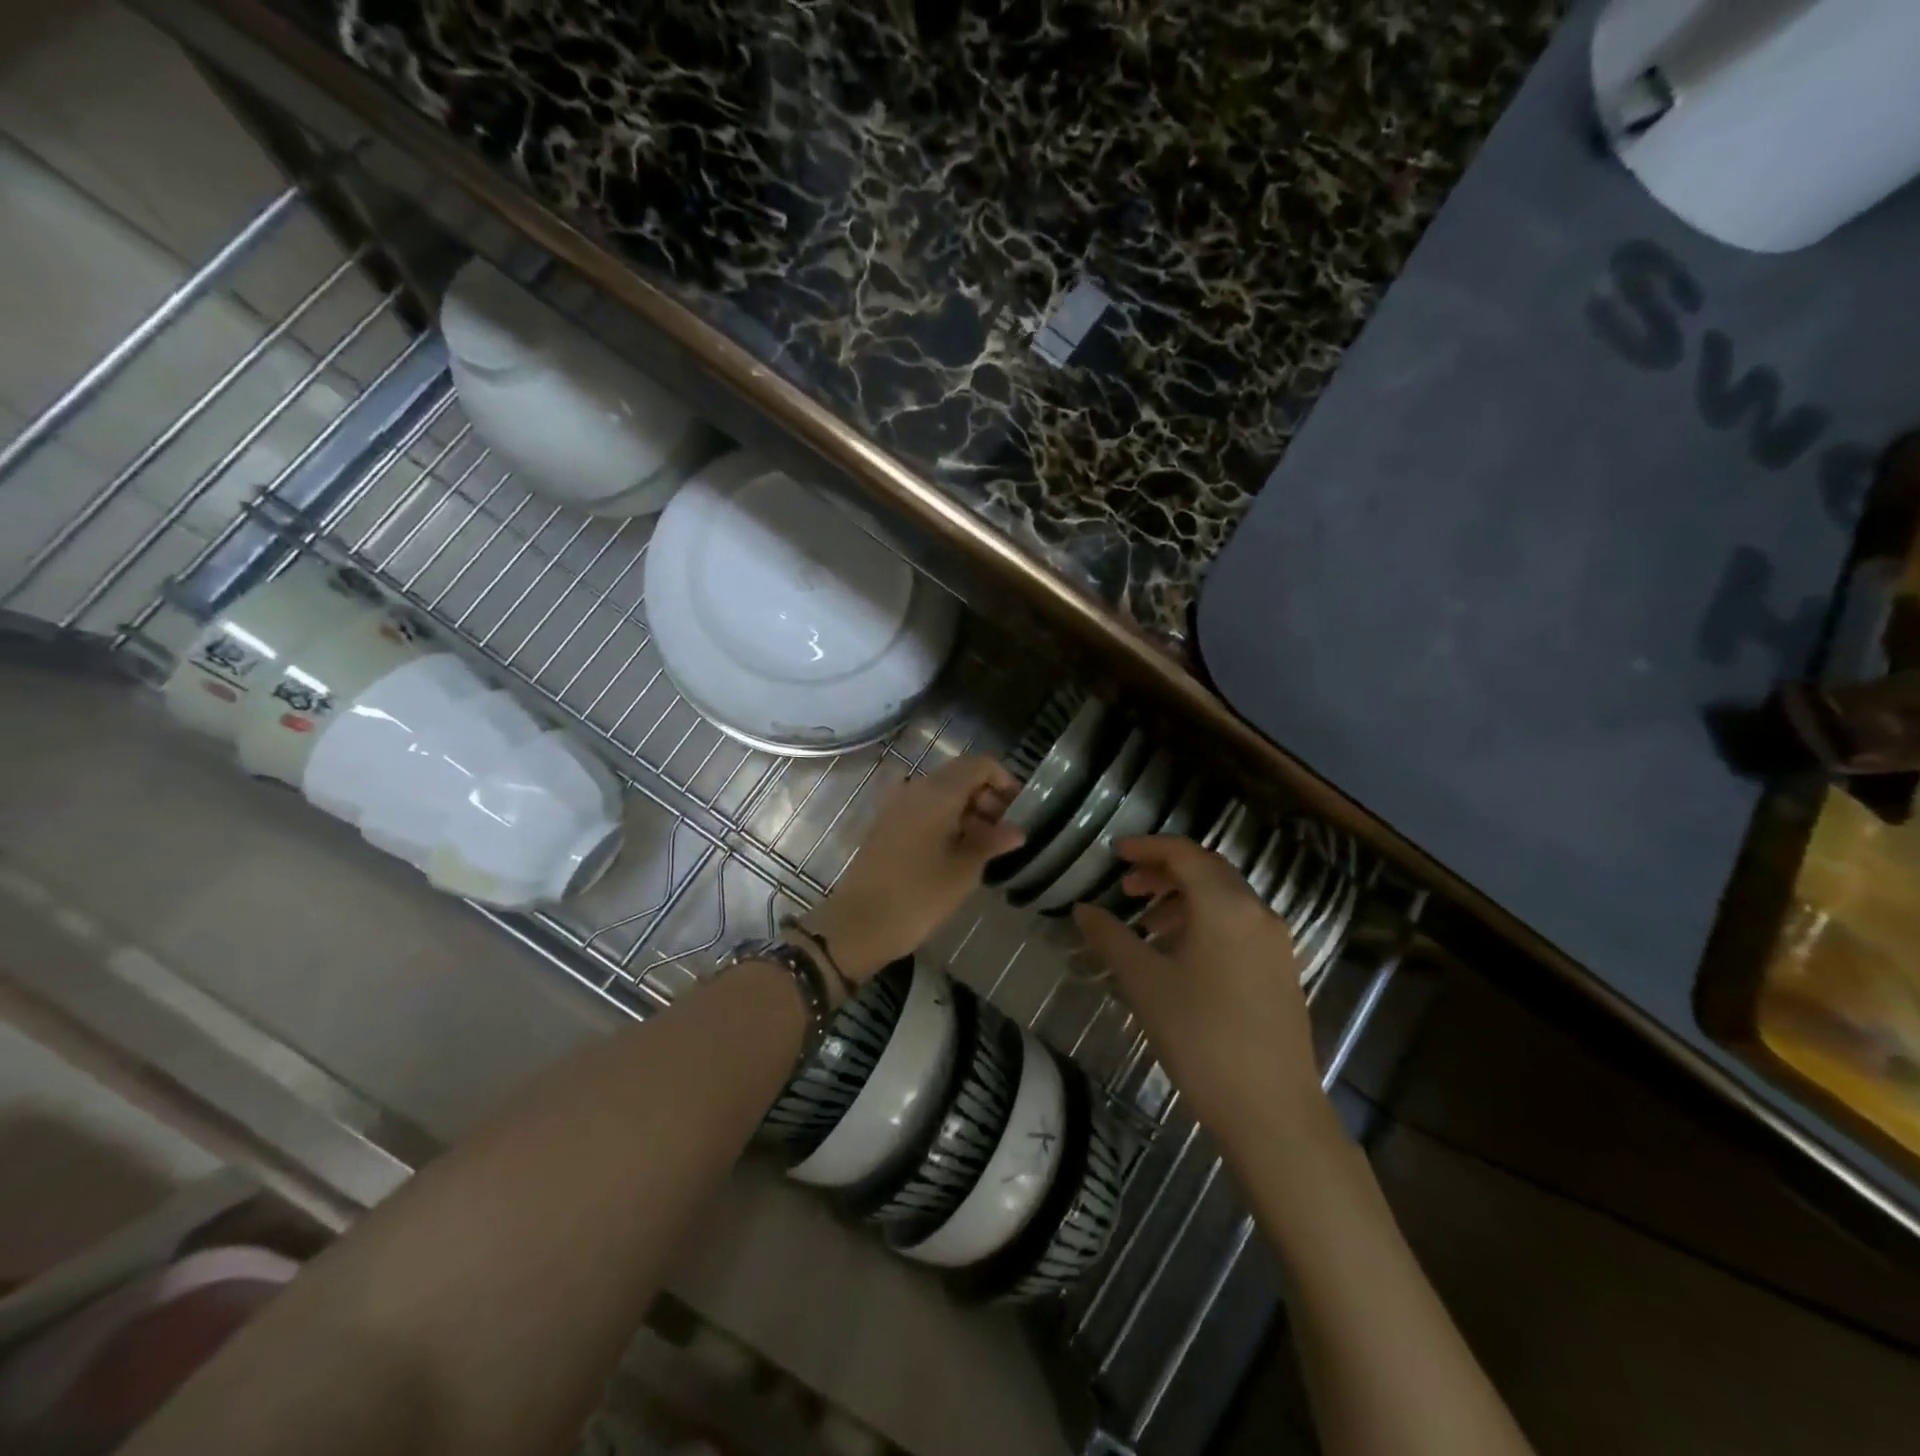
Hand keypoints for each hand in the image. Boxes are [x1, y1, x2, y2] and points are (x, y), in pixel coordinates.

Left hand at [797, 755, 1023, 983]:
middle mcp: (915, 789)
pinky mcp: (885, 825)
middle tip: (1004, 831)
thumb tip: (1017, 830)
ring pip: (940, 793)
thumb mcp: (963, 871)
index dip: (1004, 781)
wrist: (858, 924)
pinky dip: (944, 820)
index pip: (980, 765)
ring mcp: (895, 806)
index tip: (1019, 809)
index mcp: (937, 793)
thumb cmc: (918, 896)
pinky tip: (955, 851)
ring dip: (966, 810)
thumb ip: (991, 842)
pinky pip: (922, 809)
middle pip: (959, 776)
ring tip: (984, 846)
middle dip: (986, 797)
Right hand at [1072, 836, 1326, 1143]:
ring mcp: (1275, 942)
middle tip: (1126, 887)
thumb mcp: (1144, 983)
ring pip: (1225, 899)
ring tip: (1148, 924)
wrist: (1272, 1110)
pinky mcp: (1282, 969)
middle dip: (1164, 871)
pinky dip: (1206, 922)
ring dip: (1184, 899)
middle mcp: (1257, 912)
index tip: (1114, 852)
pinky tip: (1181, 955)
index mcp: (1226, 906)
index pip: (1184, 854)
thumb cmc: (1201, 1037)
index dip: (1147, 847)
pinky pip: (1239, 925)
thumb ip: (1111, 937)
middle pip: (1208, 871)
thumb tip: (1082, 909)